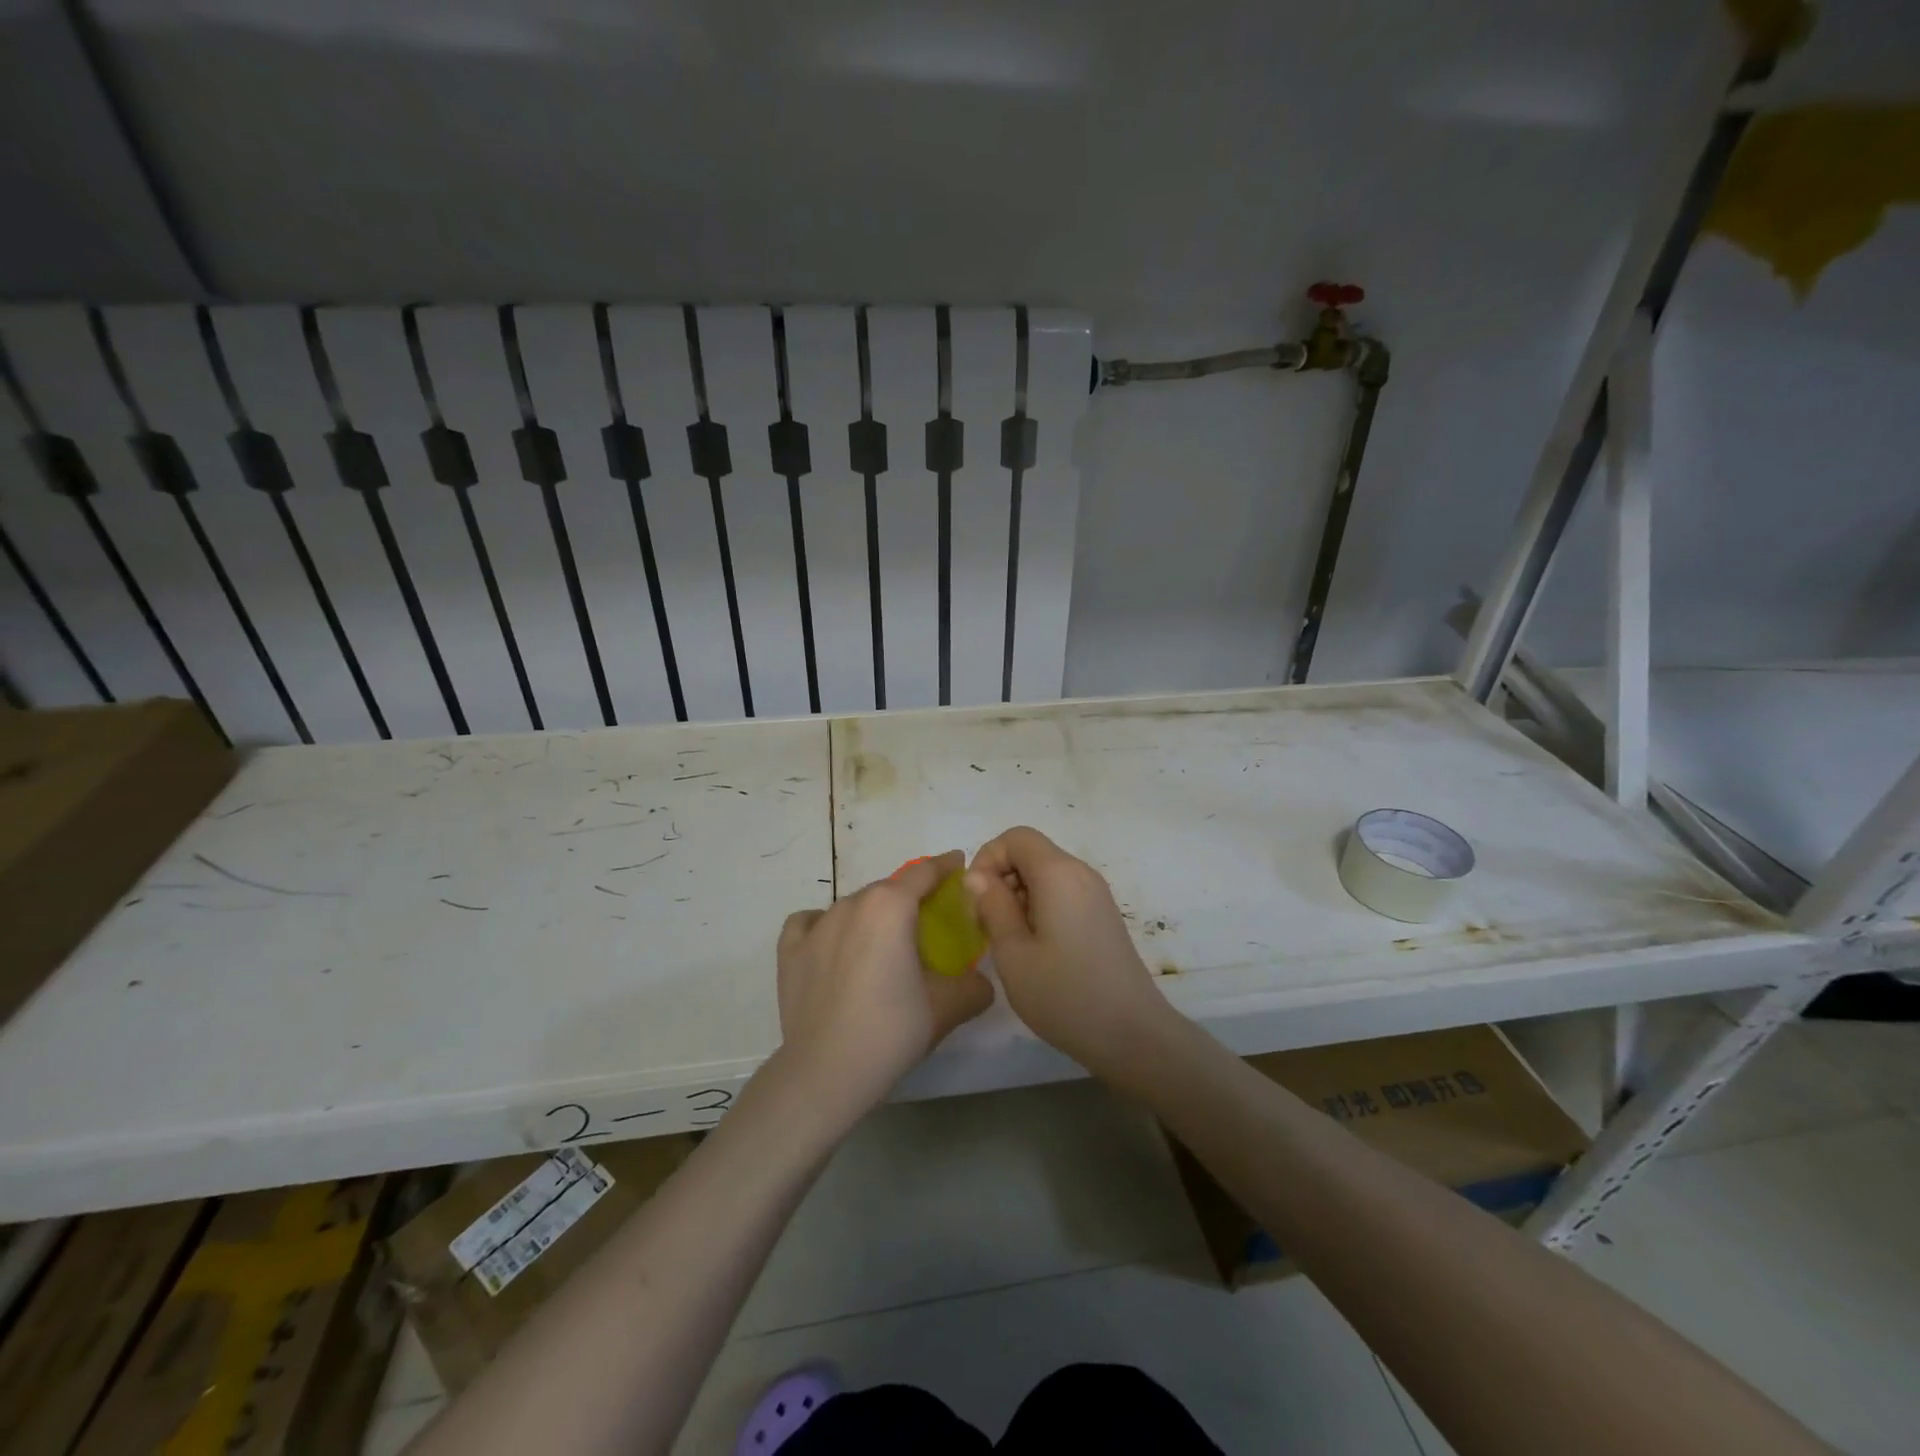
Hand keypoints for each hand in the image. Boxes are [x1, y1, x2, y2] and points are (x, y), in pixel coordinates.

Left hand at [775, 851, 994, 1119]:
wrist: (826, 1072)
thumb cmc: (892, 1030)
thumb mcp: (948, 1008)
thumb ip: (975, 987)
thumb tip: (981, 983)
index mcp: (891, 906)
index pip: (924, 873)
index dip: (945, 866)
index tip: (958, 865)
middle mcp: (852, 904)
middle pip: (889, 889)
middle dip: (910, 898)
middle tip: (928, 922)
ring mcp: (817, 925)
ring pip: (853, 906)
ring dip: (872, 915)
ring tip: (883, 945)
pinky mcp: (790, 950)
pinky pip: (811, 923)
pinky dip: (826, 926)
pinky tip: (833, 944)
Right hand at [965, 827, 1173, 1076]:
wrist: (1132, 1035)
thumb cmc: (1065, 995)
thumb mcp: (1014, 953)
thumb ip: (992, 906)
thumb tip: (976, 876)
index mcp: (1059, 874)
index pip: (1015, 837)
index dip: (987, 859)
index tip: (976, 900)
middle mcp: (1081, 873)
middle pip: (1031, 853)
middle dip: (1001, 879)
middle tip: (987, 926)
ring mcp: (1096, 895)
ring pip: (1045, 875)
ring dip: (1018, 897)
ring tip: (1010, 943)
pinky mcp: (1102, 916)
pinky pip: (1062, 894)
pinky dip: (1040, 908)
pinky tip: (1036, 950)